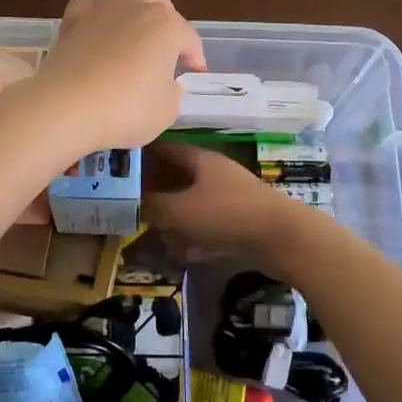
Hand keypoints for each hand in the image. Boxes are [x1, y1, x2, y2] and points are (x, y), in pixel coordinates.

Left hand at [33, 0, 206, 154]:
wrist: (66, 106)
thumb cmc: (125, 109)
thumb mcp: (167, 110)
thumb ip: (172, 91)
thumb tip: (163, 83)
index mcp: (167, 26)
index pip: (189, 38)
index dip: (194, 58)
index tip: (194, 75)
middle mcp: (138, 7)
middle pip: (159, 2)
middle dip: (165, 22)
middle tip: (162, 50)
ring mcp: (102, 8)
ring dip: (131, 14)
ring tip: (128, 40)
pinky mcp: (72, 19)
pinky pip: (89, 6)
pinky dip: (95, 16)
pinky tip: (94, 33)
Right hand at [143, 142, 293, 261]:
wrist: (281, 237)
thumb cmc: (226, 214)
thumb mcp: (181, 210)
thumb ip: (155, 206)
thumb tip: (137, 204)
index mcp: (200, 159)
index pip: (165, 148)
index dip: (143, 154)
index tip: (121, 164)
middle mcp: (214, 173)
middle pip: (178, 177)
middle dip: (156, 190)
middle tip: (130, 204)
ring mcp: (229, 197)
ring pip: (192, 203)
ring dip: (174, 217)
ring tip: (151, 232)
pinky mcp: (239, 221)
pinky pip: (208, 225)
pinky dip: (193, 236)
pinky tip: (181, 252)